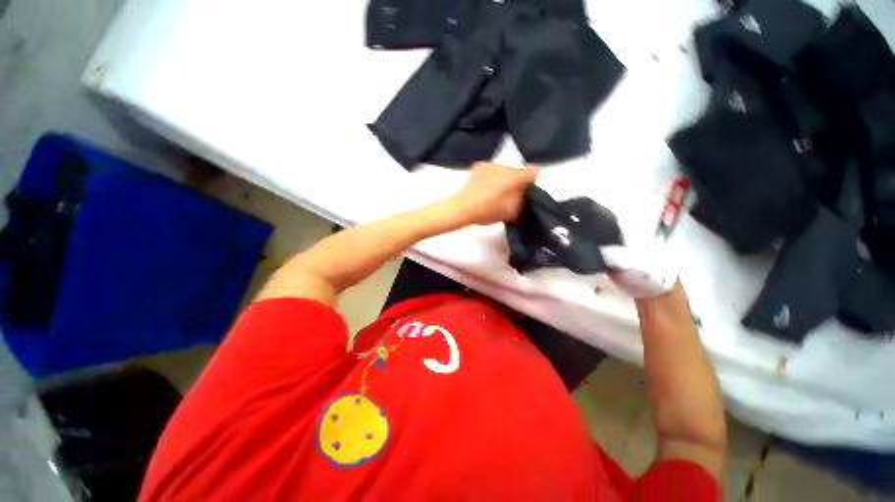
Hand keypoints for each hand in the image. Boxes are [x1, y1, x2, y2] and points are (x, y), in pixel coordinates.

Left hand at [450, 162, 538, 224]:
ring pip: (504, 170)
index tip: (527, 192)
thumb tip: (525, 198)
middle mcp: (505, 166)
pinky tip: (485, 187)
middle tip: (511, 195)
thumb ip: (522, 204)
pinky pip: (492, 170)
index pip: (533, 171)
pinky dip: (492, 176)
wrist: (462, 208)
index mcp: (514, 177)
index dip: (532, 182)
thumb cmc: (487, 211)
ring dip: (504, 178)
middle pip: (517, 171)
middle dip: (517, 181)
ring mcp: (490, 164)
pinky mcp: (479, 166)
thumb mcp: (510, 213)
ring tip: (496, 192)